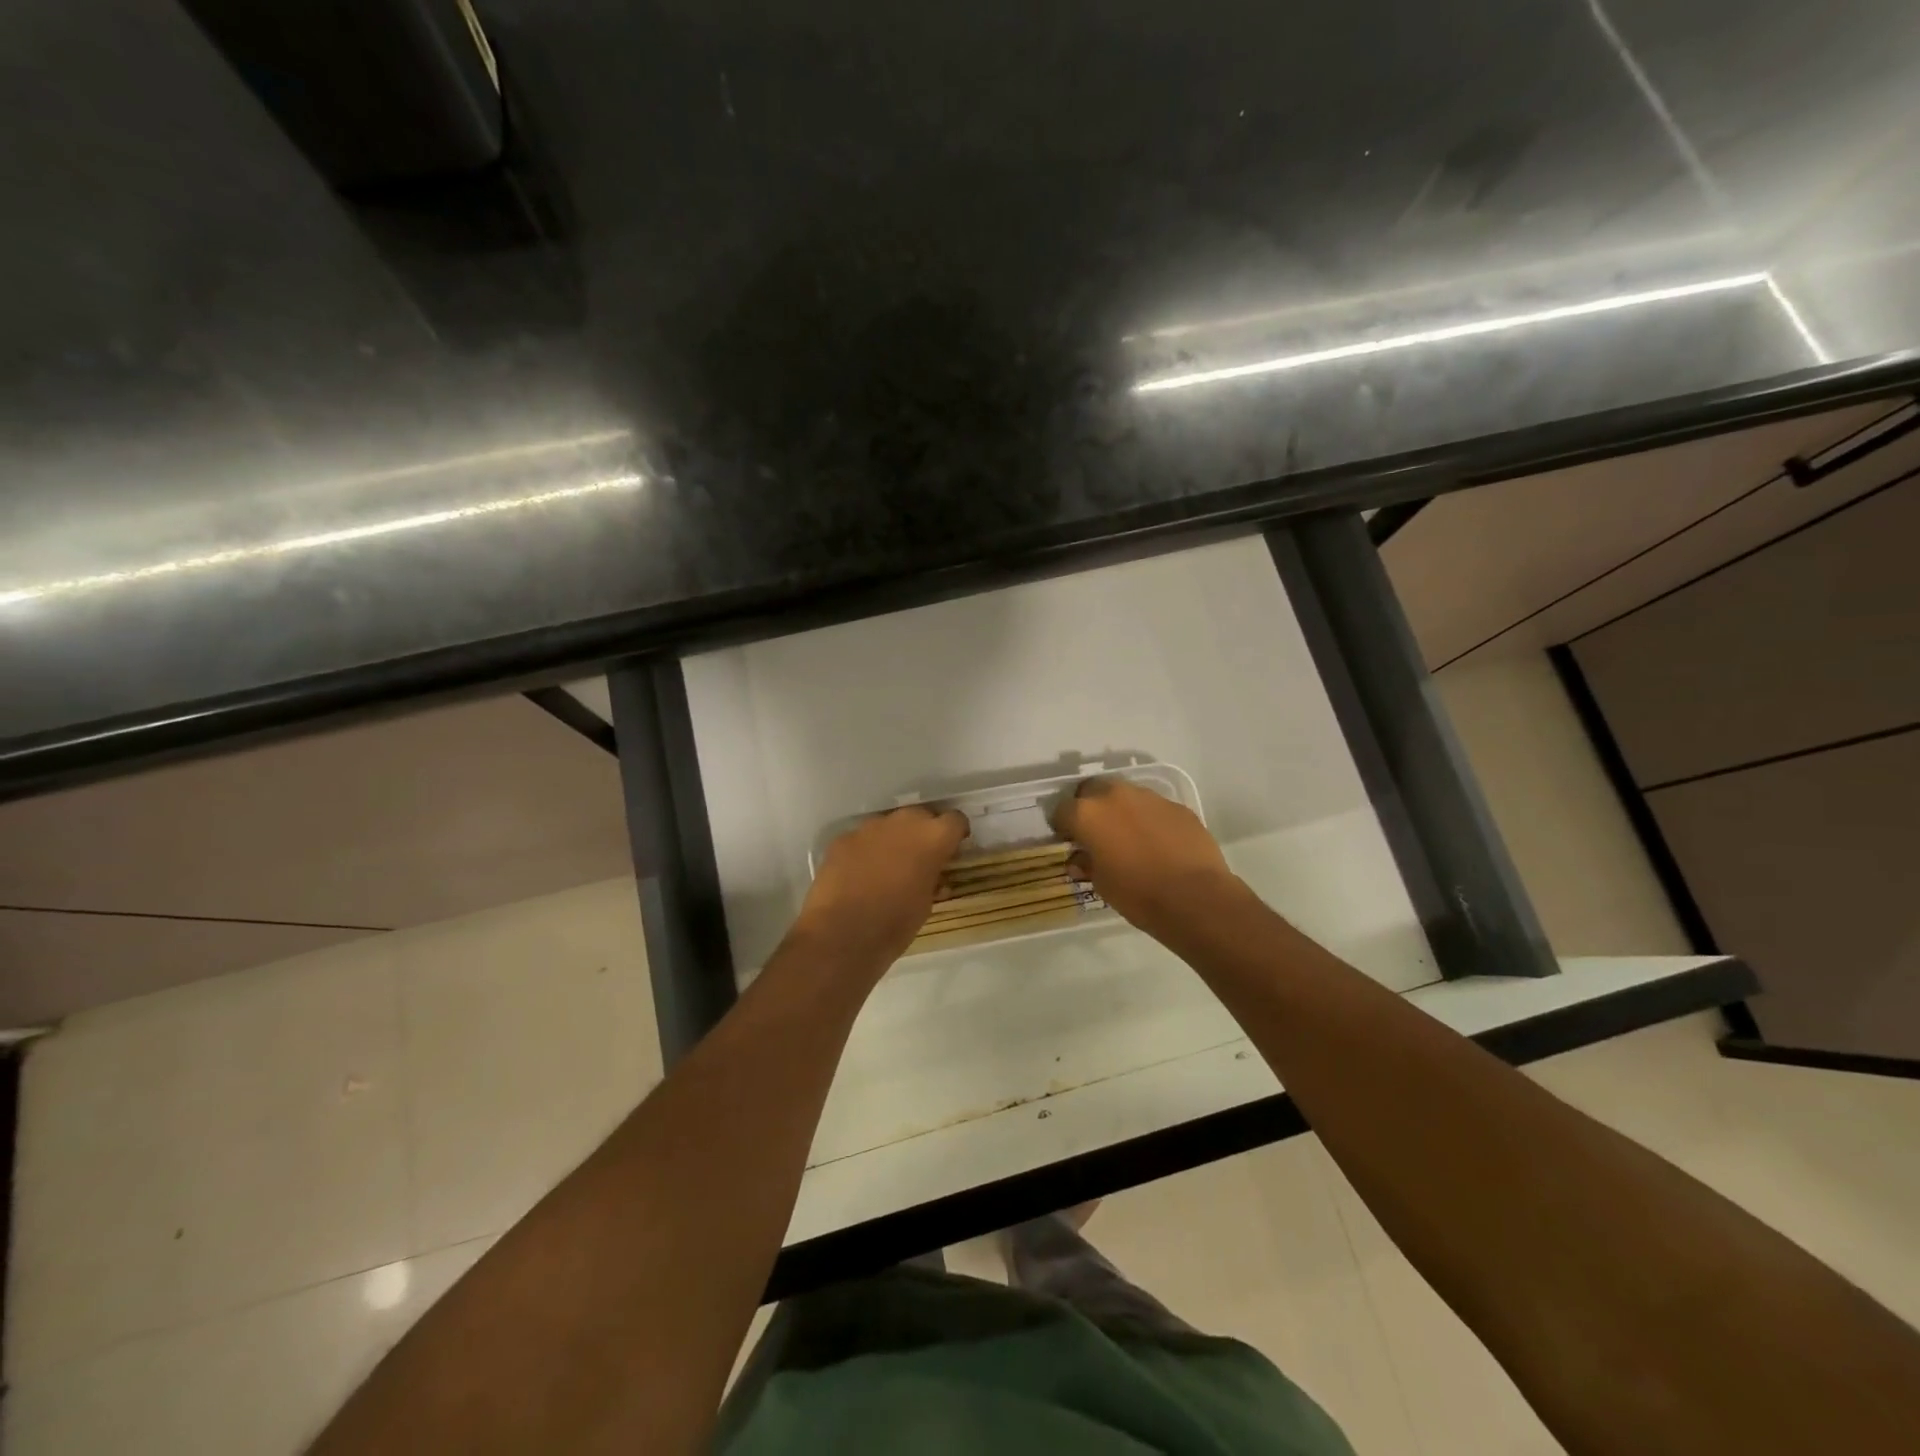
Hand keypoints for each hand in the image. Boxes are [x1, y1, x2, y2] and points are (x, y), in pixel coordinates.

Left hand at [793, 807, 969, 971]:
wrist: (841, 934)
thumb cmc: (895, 924)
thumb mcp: (927, 904)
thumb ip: (933, 879)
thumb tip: (931, 874)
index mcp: (932, 838)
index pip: (955, 820)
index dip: (955, 835)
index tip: (952, 851)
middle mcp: (903, 822)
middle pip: (921, 815)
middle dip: (923, 833)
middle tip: (920, 860)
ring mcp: (869, 827)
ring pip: (889, 825)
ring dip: (893, 840)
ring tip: (887, 868)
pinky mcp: (843, 838)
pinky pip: (862, 838)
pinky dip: (866, 851)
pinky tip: (859, 875)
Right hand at [1051, 777, 1242, 940]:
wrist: (1195, 897)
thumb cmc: (1137, 893)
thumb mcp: (1101, 884)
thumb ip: (1087, 864)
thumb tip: (1080, 859)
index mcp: (1087, 814)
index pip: (1061, 811)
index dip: (1063, 827)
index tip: (1070, 842)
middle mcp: (1115, 796)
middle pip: (1093, 790)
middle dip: (1090, 807)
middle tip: (1096, 833)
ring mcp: (1149, 797)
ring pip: (1125, 795)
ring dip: (1120, 810)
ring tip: (1129, 837)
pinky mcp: (1177, 806)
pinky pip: (1154, 808)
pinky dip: (1149, 819)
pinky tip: (1158, 843)